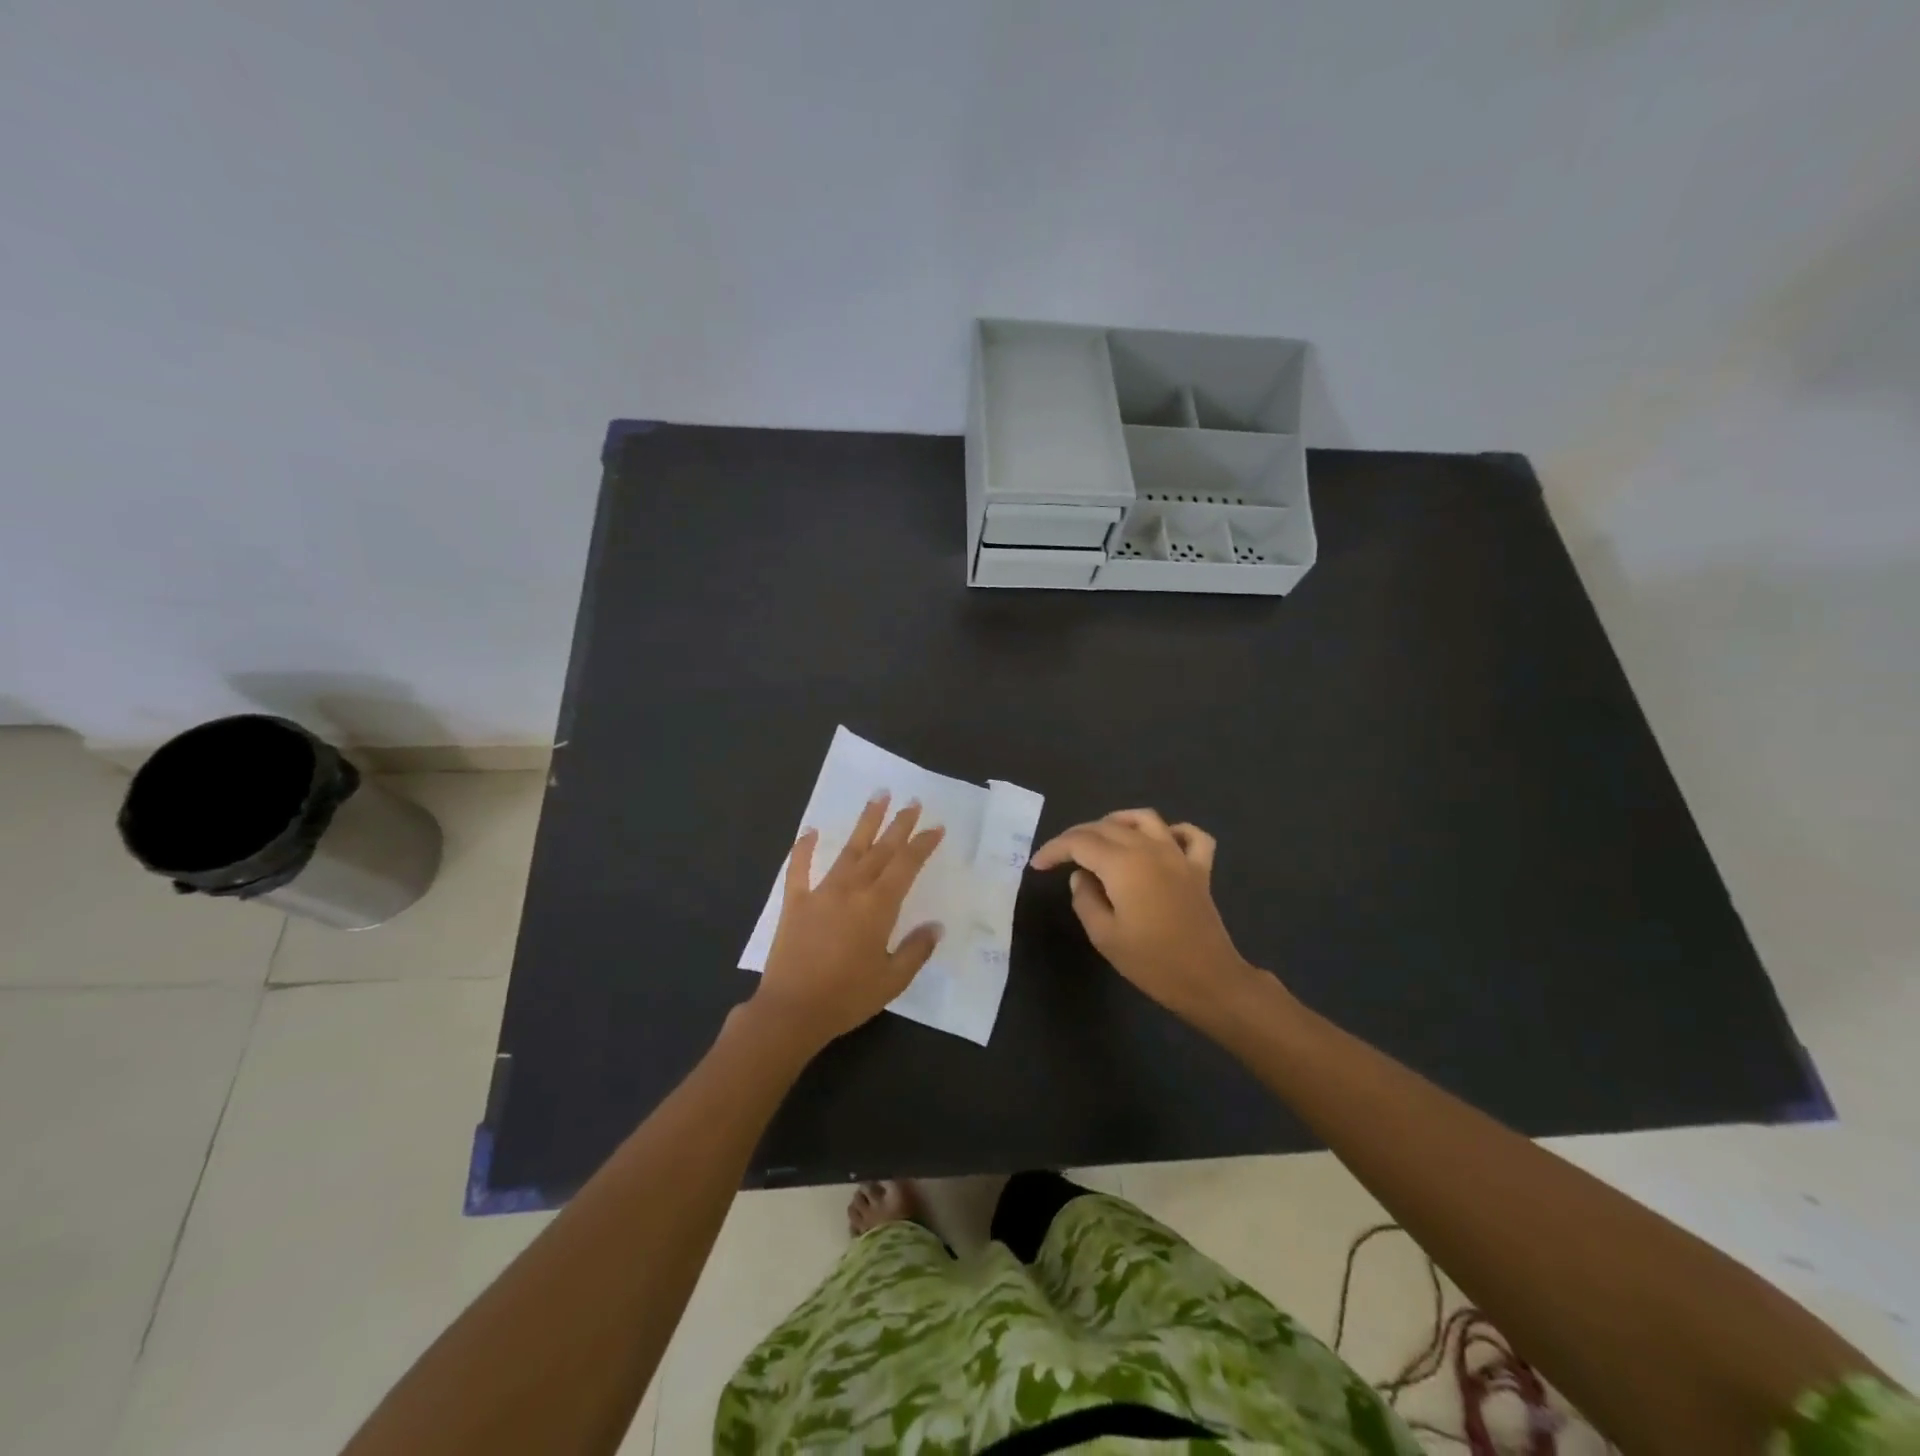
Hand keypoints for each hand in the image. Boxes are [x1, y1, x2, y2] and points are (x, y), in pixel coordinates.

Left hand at [752, 792, 944, 1052]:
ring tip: (877, 797)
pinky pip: (799, 869)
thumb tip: (935, 926)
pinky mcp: (795, 903)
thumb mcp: (892, 980)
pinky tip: (810, 831)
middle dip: (899, 825)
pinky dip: (804, 848)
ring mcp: (821, 892)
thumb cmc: (847, 997)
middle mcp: (852, 890)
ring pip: (848, 850)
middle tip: (911, 801)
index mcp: (878, 907)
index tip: (936, 827)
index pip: (906, 865)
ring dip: (865, 823)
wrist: (792, 1011)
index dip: (922, 844)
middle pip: (881, 850)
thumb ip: (916, 950)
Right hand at [1030, 809, 1262, 1023]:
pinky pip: (1189, 835)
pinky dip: (1172, 831)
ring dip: (1117, 821)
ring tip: (1100, 838)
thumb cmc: (1151, 962)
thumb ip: (1085, 899)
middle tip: (1059, 856)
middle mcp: (1149, 848)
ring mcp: (1178, 855)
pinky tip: (1160, 841)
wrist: (1209, 980)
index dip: (1054, 849)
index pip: (1079, 842)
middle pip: (1107, 826)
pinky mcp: (1200, 868)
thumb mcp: (1104, 936)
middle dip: (1077, 836)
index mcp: (1122, 864)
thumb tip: (1081, 877)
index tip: (1037, 865)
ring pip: (1144, 819)